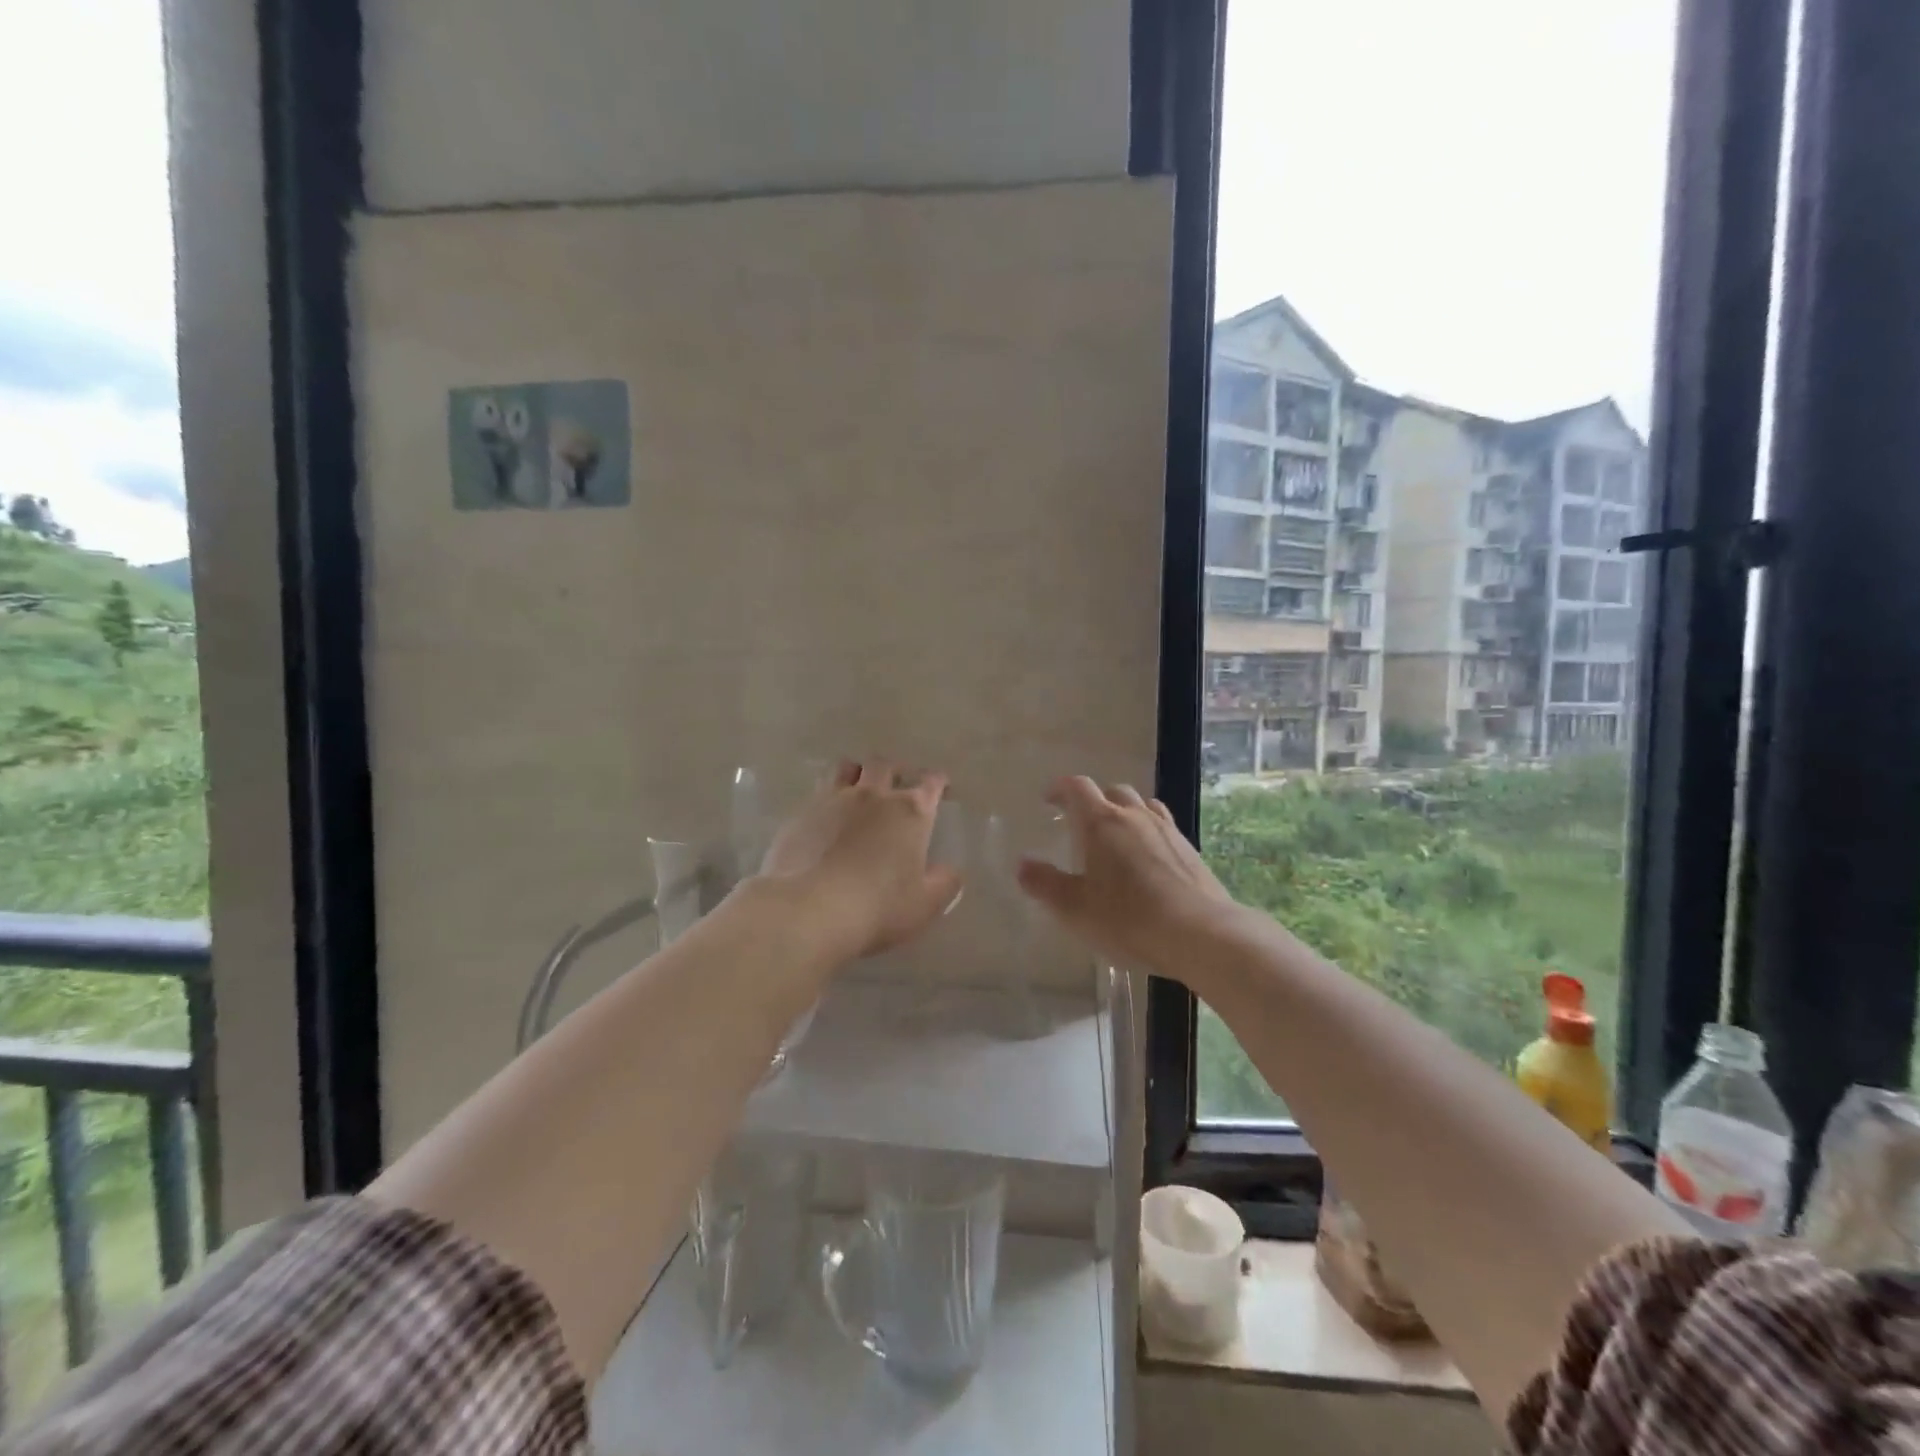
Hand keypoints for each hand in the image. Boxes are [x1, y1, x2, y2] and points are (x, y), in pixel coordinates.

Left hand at [756, 759, 962, 962]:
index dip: (938, 782)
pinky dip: (825, 800)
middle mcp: (873, 795)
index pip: (930, 783)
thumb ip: (944, 883)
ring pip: (845, 768)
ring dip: (855, 773)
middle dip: (894, 771)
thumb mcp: (926, 904)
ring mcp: (833, 800)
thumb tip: (951, 870)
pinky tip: (824, 818)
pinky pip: (816, 793)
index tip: (940, 788)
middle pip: (884, 765)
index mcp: (910, 811)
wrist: (811, 909)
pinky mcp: (801, 814)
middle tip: (896, 785)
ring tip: (857, 789)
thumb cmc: (879, 907)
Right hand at [1017, 776, 1238, 973]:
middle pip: (1113, 791)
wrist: (1201, 934)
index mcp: (1102, 822)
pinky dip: (1148, 832)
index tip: (1049, 799)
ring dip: (1125, 812)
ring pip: (1142, 806)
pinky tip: (1147, 860)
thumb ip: (1045, 884)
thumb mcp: (1075, 908)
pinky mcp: (1190, 850)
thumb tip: (1022, 864)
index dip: (1061, 788)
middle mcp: (1135, 816)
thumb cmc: (1128, 919)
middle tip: (1081, 822)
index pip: (1078, 787)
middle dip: (1094, 800)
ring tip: (1116, 836)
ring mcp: (1167, 830)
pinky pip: (1163, 827)